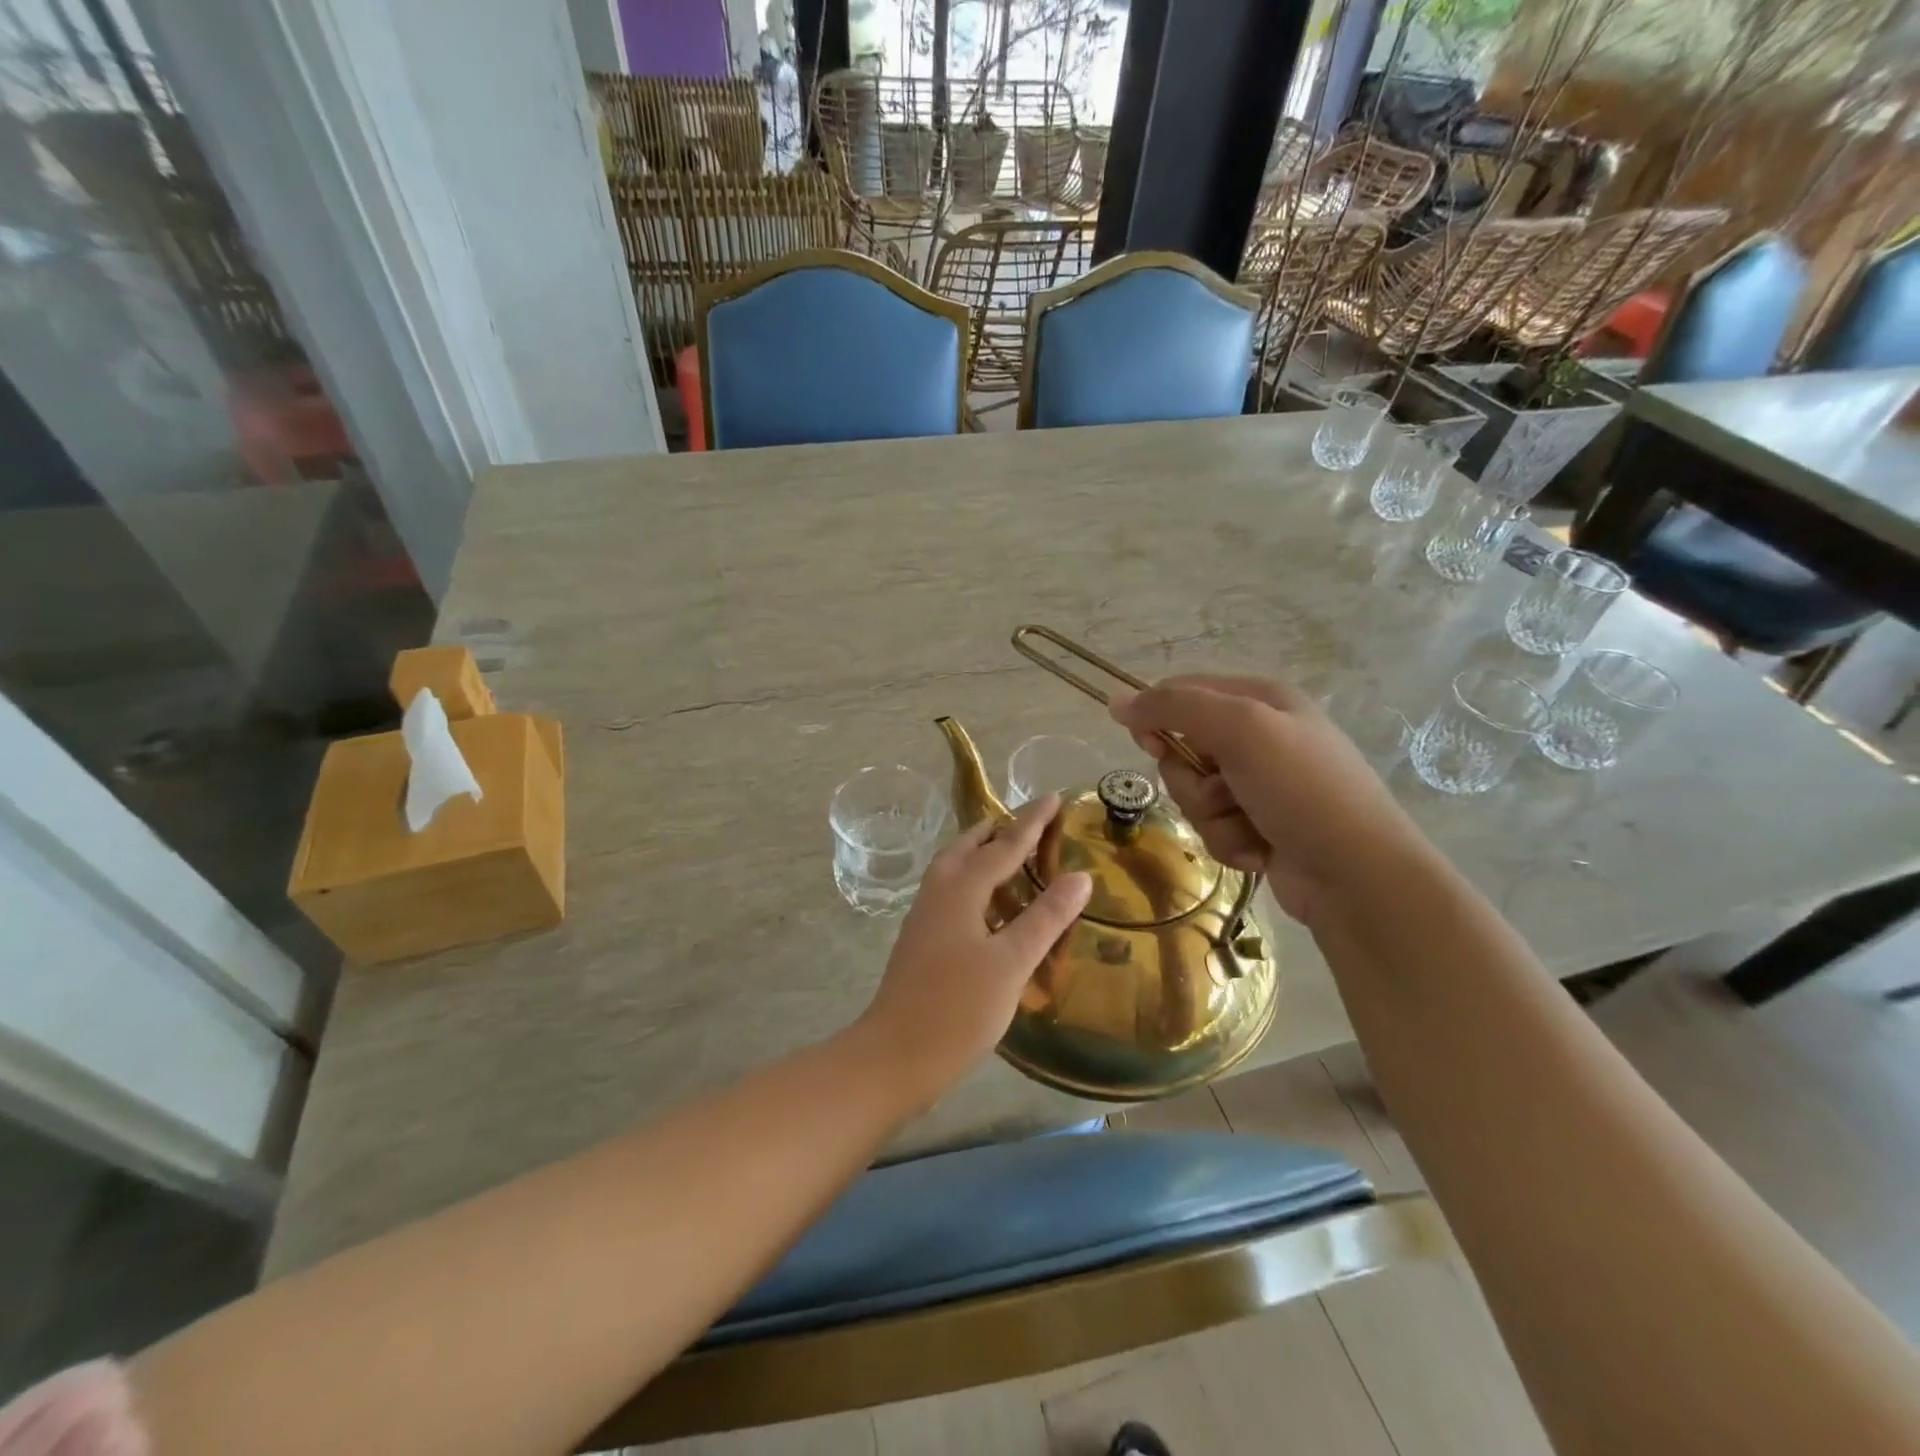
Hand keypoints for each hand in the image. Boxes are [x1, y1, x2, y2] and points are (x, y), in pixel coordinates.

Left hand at [854, 795, 1091, 1109]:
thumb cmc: (957, 1008)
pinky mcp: (921, 941)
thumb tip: (1080, 876)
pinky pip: (951, 893)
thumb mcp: (1011, 962)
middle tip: (1026, 822)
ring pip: (954, 870)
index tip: (1053, 797)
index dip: (1031, 823)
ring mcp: (924, 918)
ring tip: (1007, 854)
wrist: (894, 1056)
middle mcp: (938, 894)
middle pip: (968, 849)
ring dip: (981, 855)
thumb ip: (1045, 917)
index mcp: (960, 890)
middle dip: (998, 831)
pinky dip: (973, 882)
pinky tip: (987, 906)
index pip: (1004, 846)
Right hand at [1109, 675, 1421, 925]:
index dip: (1157, 718)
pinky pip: (1214, 828)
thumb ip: (1174, 708)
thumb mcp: (1240, 729)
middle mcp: (1260, 737)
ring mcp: (1261, 786)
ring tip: (1250, 826)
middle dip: (1193, 781)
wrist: (1357, 874)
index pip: (1182, 693)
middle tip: (1224, 791)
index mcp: (1259, 700)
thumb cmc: (1301, 789)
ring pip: (1194, 795)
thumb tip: (1116, 702)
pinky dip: (1230, 842)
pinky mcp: (1260, 826)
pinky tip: (1261, 850)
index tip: (1150, 744)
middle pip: (1183, 751)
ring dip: (1213, 817)